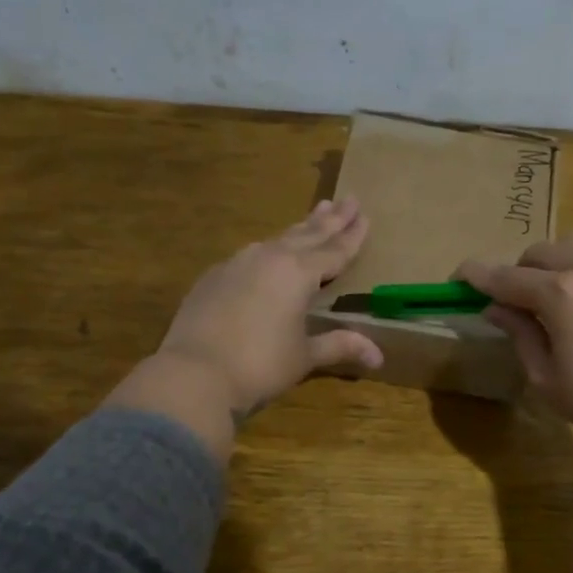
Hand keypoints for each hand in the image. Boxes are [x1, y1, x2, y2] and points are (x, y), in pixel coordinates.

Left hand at [154, 197, 383, 419]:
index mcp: (298, 273)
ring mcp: (237, 264)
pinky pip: (250, 256)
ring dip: (299, 229)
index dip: (352, 235)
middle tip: (348, 199)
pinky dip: (268, 250)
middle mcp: (269, 258)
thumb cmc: (260, 365)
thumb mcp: (304, 356)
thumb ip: (339, 346)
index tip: (365, 214)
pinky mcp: (213, 277)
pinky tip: (267, 252)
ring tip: (314, 216)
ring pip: (277, 239)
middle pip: (308, 234)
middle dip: (330, 219)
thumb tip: (378, 356)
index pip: (334, 250)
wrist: (195, 372)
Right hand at [458, 237, 572, 463]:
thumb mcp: (549, 378)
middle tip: (521, 302)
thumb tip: (495, 308)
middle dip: (521, 272)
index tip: (458, 277)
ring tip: (567, 297)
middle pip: (540, 252)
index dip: (476, 276)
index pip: (504, 277)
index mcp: (559, 294)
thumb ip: (519, 334)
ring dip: (561, 265)